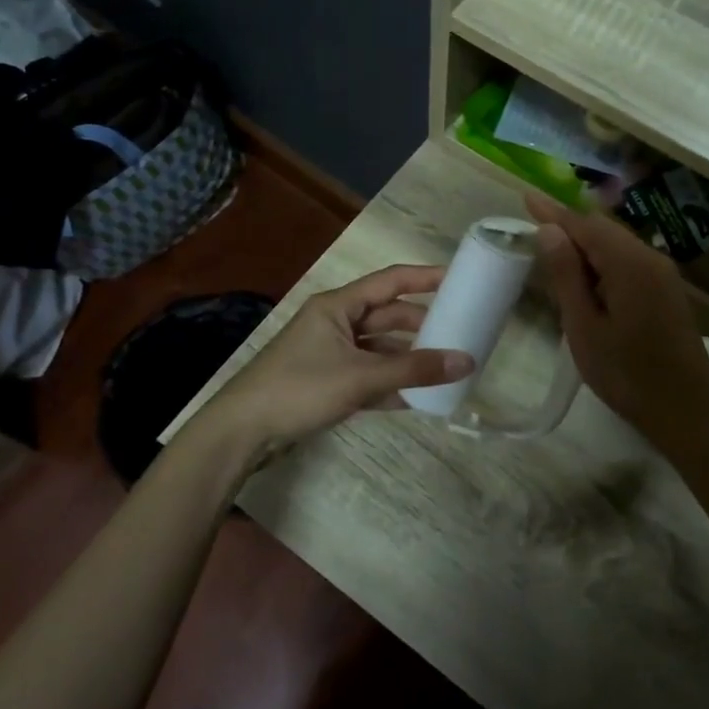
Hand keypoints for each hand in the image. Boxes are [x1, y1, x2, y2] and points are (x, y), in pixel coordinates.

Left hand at [199, 265, 473, 462]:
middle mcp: (335, 322)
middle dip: (421, 325)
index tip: (460, 280)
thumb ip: (413, 370)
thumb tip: (466, 362)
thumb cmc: (300, 388)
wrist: (242, 431)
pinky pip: (368, 375)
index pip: (391, 281)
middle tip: (459, 334)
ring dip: (407, 359)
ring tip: (444, 368)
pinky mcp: (327, 381)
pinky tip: (416, 398)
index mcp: (338, 306)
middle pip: (388, 316)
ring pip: (379, 348)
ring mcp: (330, 353)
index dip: (426, 278)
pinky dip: (390, 384)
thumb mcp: (360, 377)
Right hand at [523, 194, 708, 452]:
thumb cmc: (626, 374)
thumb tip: (550, 231)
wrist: (686, 410)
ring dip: (585, 244)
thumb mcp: (584, 327)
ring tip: (552, 250)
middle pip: (603, 229)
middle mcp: (650, 259)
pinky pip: (628, 261)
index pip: (584, 225)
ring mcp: (662, 274)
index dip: (553, 212)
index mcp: (629, 264)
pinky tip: (584, 277)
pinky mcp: (665, 291)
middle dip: (568, 225)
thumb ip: (567, 276)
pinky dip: (602, 260)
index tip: (526, 196)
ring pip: (616, 244)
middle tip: (533, 225)